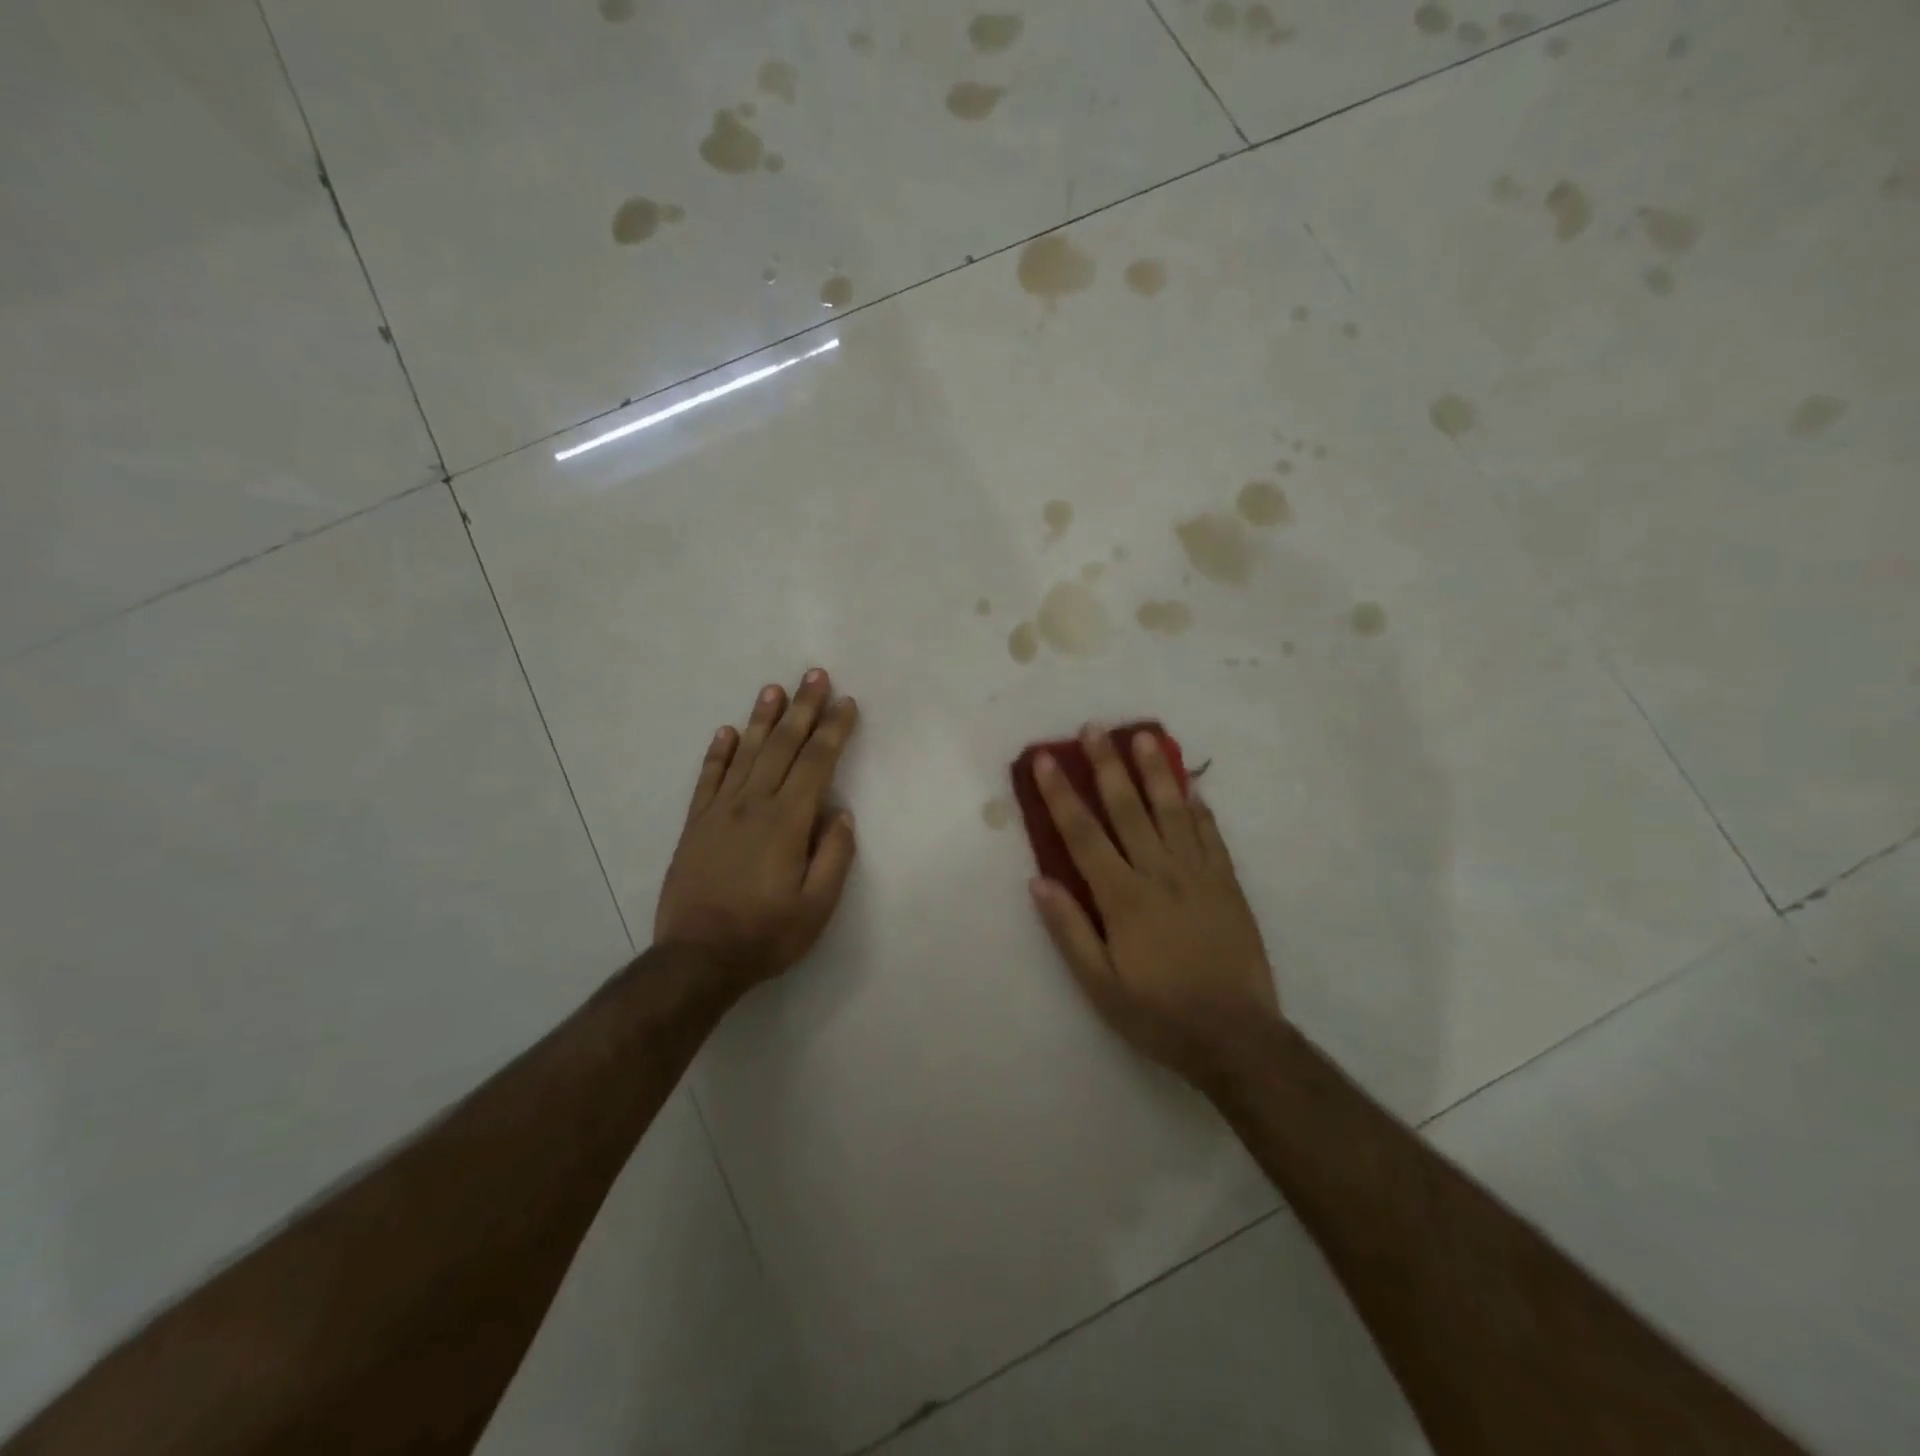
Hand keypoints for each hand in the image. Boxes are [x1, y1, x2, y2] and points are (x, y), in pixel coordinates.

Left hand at [654, 670, 859, 991]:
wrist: (697, 958)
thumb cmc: (766, 934)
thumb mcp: (817, 907)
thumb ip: (834, 856)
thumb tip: (840, 814)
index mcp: (787, 822)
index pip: (816, 763)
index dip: (833, 730)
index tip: (846, 704)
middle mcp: (753, 805)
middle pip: (783, 746)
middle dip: (803, 708)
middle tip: (814, 675)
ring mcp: (719, 811)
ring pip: (746, 753)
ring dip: (762, 719)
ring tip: (774, 688)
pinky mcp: (695, 825)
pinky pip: (708, 779)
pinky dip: (718, 752)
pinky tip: (727, 732)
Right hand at [1029, 727, 1279, 1085]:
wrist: (1236, 1037)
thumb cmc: (1158, 1014)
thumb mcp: (1100, 985)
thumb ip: (1069, 930)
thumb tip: (1039, 880)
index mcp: (1123, 898)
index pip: (1083, 835)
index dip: (1060, 794)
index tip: (1045, 759)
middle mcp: (1160, 874)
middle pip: (1128, 809)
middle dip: (1107, 766)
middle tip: (1094, 728)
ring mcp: (1199, 875)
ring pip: (1173, 811)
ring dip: (1154, 771)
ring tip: (1142, 737)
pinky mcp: (1228, 884)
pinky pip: (1211, 835)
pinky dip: (1199, 807)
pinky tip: (1191, 784)